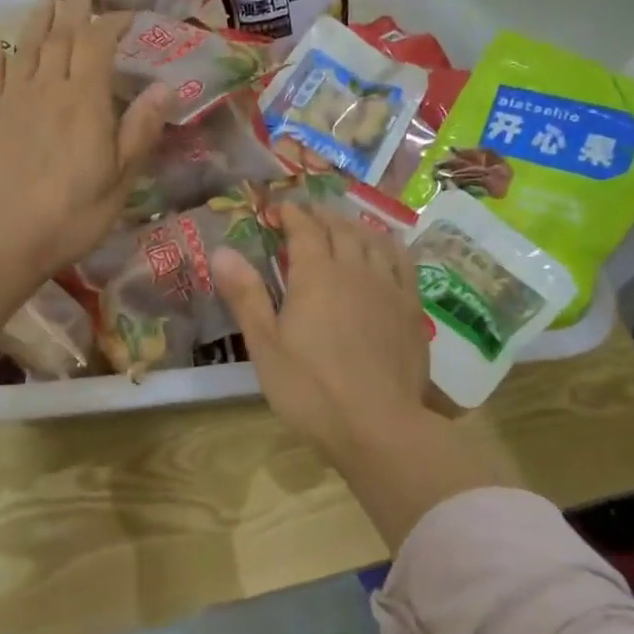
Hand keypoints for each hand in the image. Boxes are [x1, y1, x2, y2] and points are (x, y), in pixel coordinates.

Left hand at [0, 0, 172, 280]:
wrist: (5, 237)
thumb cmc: (73, 213)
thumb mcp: (120, 179)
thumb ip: (140, 130)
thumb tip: (166, 87)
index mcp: (85, 101)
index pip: (98, 44)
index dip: (111, 23)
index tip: (123, 14)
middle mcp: (48, 87)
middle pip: (61, 36)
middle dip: (73, 8)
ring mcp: (11, 98)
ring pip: (26, 47)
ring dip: (37, 19)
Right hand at [213, 203, 434, 467]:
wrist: (378, 425)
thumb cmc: (311, 388)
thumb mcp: (265, 345)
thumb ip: (246, 294)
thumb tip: (221, 250)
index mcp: (316, 275)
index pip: (304, 229)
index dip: (291, 214)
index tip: (279, 208)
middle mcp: (355, 269)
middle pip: (340, 229)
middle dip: (321, 216)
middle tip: (308, 214)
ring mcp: (389, 287)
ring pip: (373, 240)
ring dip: (355, 226)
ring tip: (343, 226)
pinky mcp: (412, 308)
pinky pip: (403, 262)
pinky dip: (389, 246)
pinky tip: (386, 250)